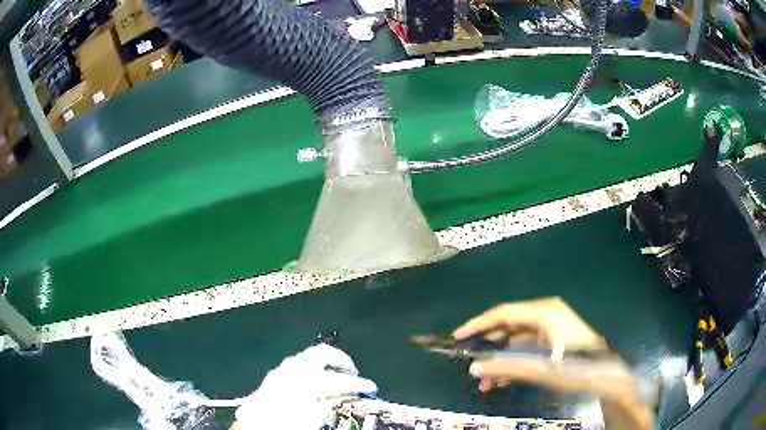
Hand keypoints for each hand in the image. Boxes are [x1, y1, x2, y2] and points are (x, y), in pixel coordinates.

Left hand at [233, 344, 376, 429]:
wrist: (254, 426)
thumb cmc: (285, 424)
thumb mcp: (313, 419)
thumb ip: (331, 405)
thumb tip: (348, 396)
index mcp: (304, 382)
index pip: (339, 380)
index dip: (358, 384)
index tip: (372, 388)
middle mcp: (292, 369)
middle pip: (322, 353)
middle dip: (342, 362)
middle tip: (354, 375)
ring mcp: (281, 369)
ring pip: (309, 356)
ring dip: (327, 363)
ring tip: (337, 377)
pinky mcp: (274, 375)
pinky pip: (298, 363)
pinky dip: (312, 368)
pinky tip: (315, 382)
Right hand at [453, 297, 653, 429]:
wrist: (608, 376)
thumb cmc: (578, 368)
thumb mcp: (541, 369)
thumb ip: (506, 367)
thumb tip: (473, 368)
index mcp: (544, 312)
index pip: (503, 313)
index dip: (478, 324)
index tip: (457, 338)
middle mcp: (546, 314)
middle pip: (508, 326)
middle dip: (488, 346)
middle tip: (470, 363)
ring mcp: (551, 327)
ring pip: (515, 340)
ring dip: (499, 359)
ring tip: (486, 382)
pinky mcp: (553, 339)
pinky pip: (526, 347)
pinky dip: (513, 362)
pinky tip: (503, 379)